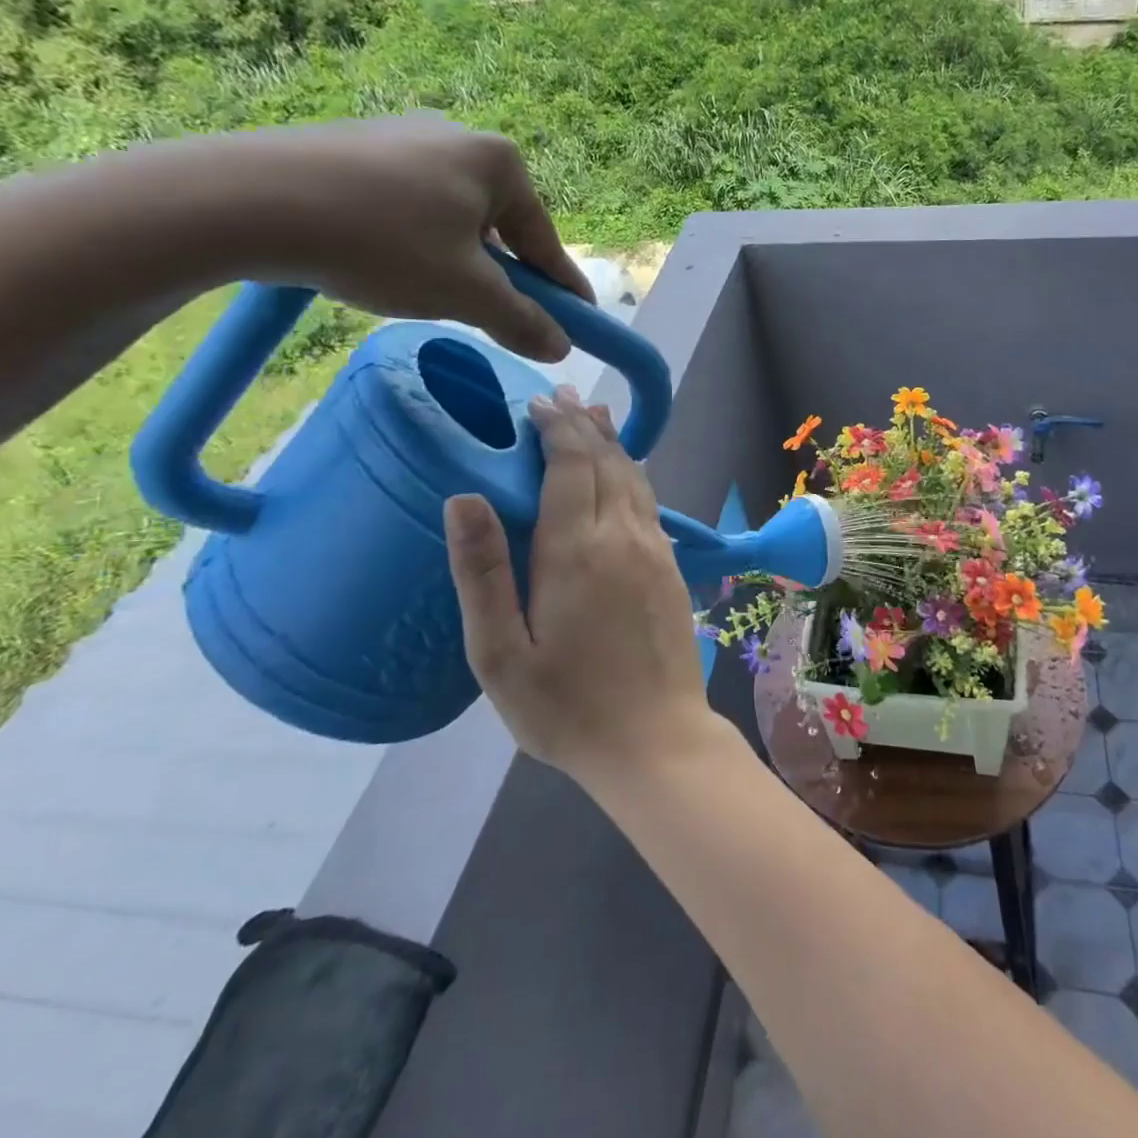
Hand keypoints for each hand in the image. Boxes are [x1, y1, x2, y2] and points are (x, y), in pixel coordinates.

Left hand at [148, 112, 593, 360]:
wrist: (248, 201)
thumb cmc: (383, 243)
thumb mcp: (466, 294)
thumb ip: (522, 321)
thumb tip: (561, 347)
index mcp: (498, 162)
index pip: (545, 241)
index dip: (563, 289)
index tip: (580, 322)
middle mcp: (458, 136)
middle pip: (500, 227)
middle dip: (502, 274)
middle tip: (495, 315)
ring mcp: (403, 136)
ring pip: (454, 217)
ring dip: (458, 260)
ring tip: (431, 293)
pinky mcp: (356, 147)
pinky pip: (410, 205)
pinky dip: (415, 241)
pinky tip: (388, 263)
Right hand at [442, 386, 716, 785]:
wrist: (657, 740)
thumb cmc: (567, 708)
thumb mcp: (500, 655)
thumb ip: (483, 573)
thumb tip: (464, 498)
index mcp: (576, 551)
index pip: (570, 466)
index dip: (556, 429)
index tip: (538, 403)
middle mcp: (622, 536)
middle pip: (606, 462)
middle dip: (583, 426)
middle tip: (564, 397)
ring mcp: (655, 551)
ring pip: (634, 478)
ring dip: (613, 445)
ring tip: (596, 417)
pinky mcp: (673, 569)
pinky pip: (650, 504)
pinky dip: (633, 475)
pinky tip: (625, 475)